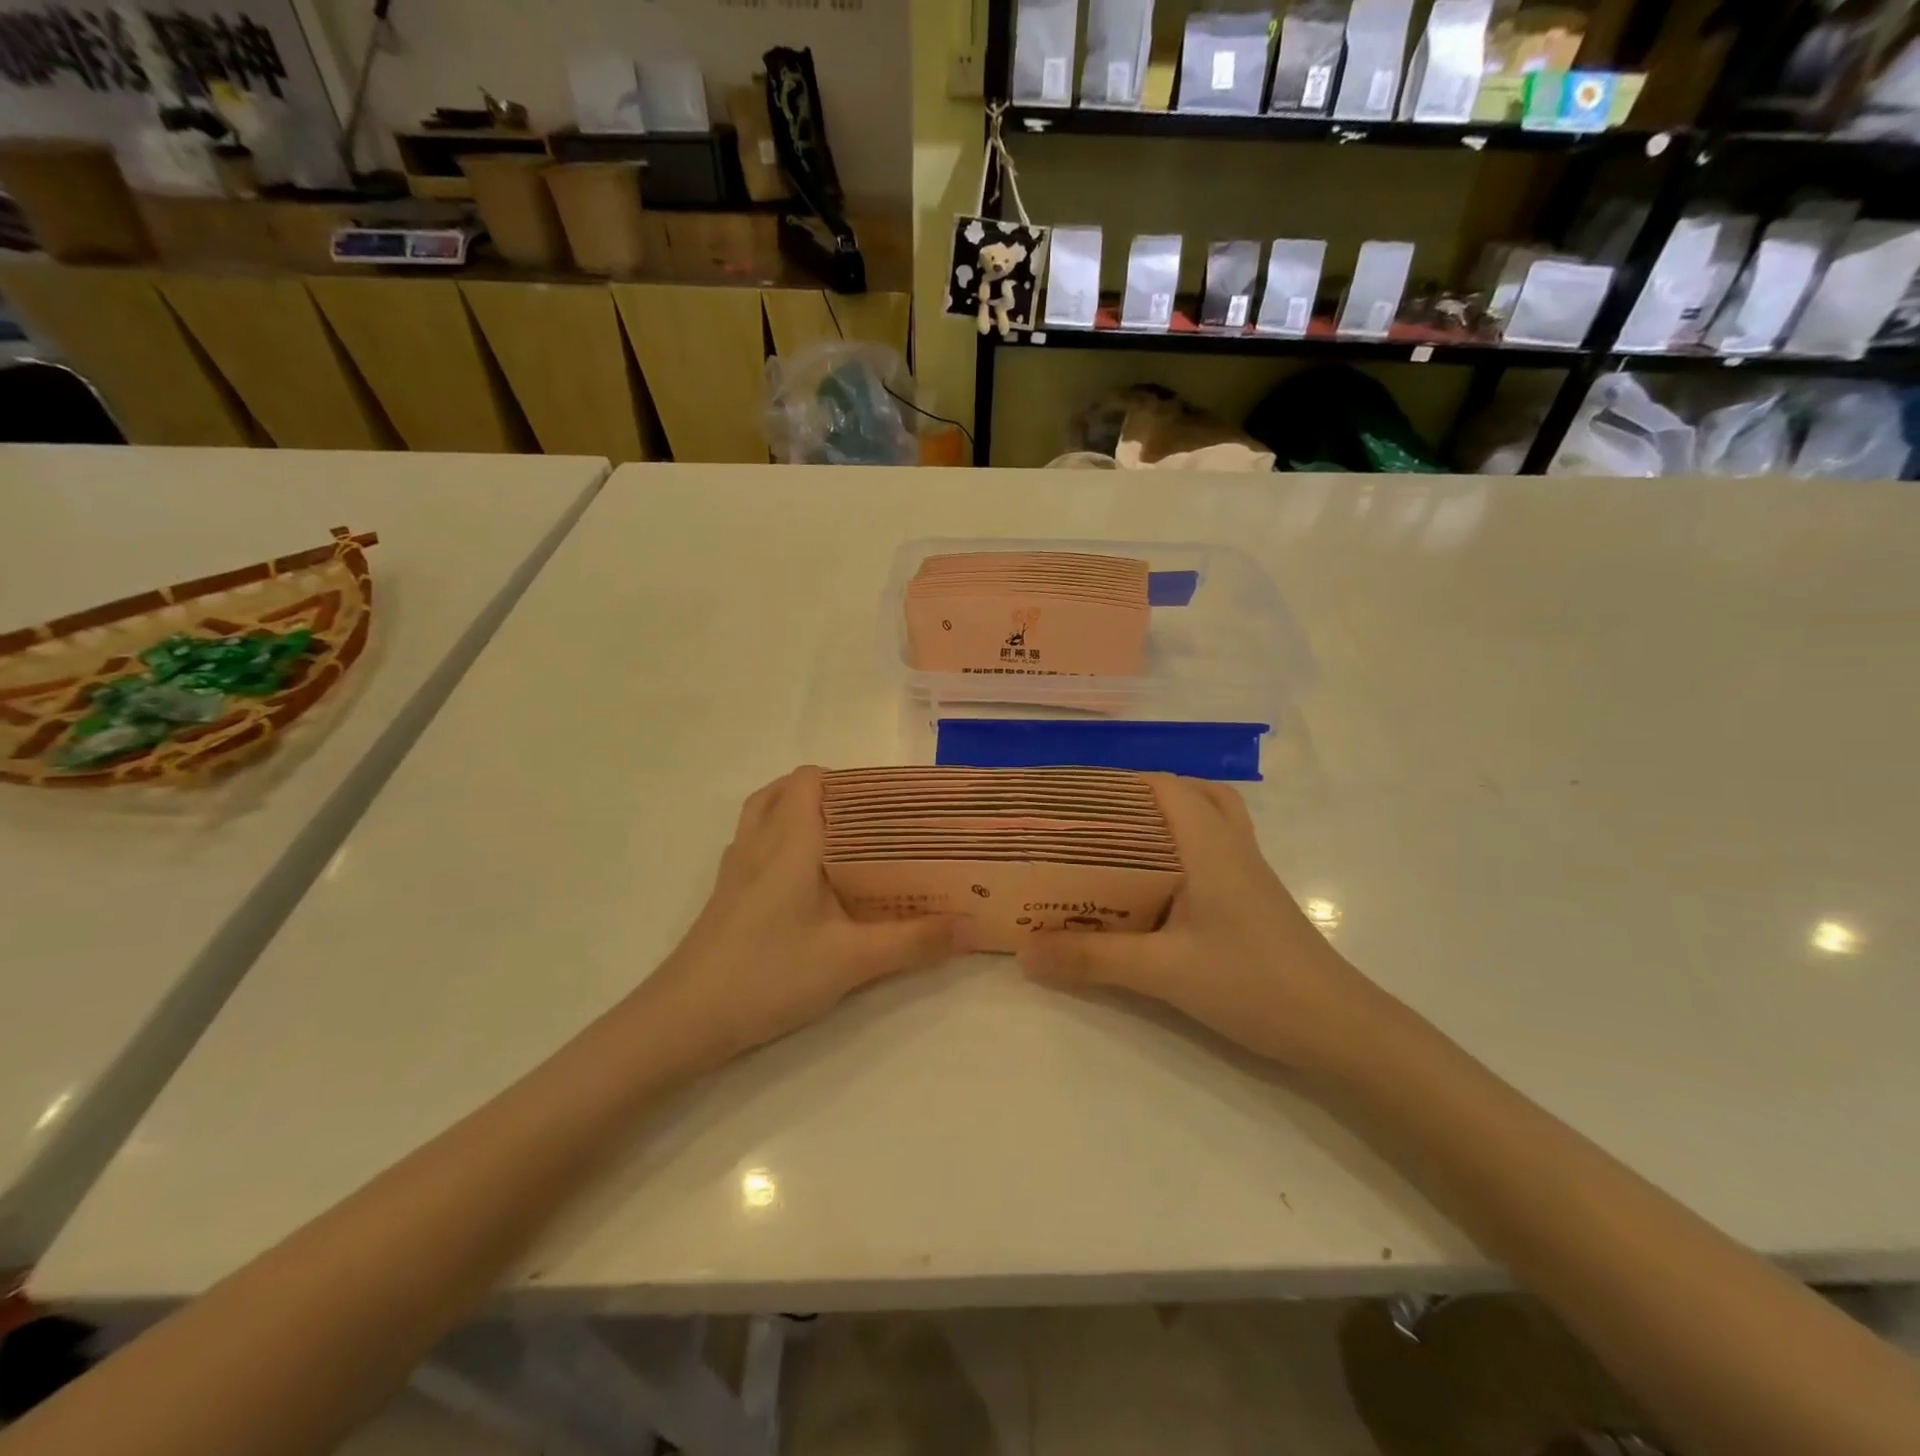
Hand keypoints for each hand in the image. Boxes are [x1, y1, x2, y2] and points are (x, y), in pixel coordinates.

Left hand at [638, 767, 967, 1071]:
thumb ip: (913, 942)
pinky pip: (754, 847)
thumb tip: (971, 926)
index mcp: (790, 842)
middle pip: (785, 791)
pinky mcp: (725, 897)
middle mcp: (758, 844)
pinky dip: (779, 843)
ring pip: (763, 817)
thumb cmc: (769, 975)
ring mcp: (735, 870)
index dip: (848, 779)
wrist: (683, 1021)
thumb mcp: (851, 961)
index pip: (811, 780)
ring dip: (797, 815)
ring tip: (842, 844)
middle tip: (871, 822)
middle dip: (827, 795)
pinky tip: (806, 884)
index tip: (887, 801)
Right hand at [1019, 774, 1385, 1071]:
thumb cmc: (1254, 984)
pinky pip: (1213, 852)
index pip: (1163, 786)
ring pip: (1208, 821)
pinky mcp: (1253, 901)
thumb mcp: (1164, 971)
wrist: (1340, 1029)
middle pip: (1189, 794)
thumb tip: (1025, 952)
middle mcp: (1231, 847)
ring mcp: (1248, 873)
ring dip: (1167, 820)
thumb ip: (1092, 960)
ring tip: (1120, 845)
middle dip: (1140, 797)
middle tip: (1093, 820)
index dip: (1118, 783)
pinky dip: (1182, 850)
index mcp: (1210, 845)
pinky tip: (1154, 889)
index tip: (1072, 798)